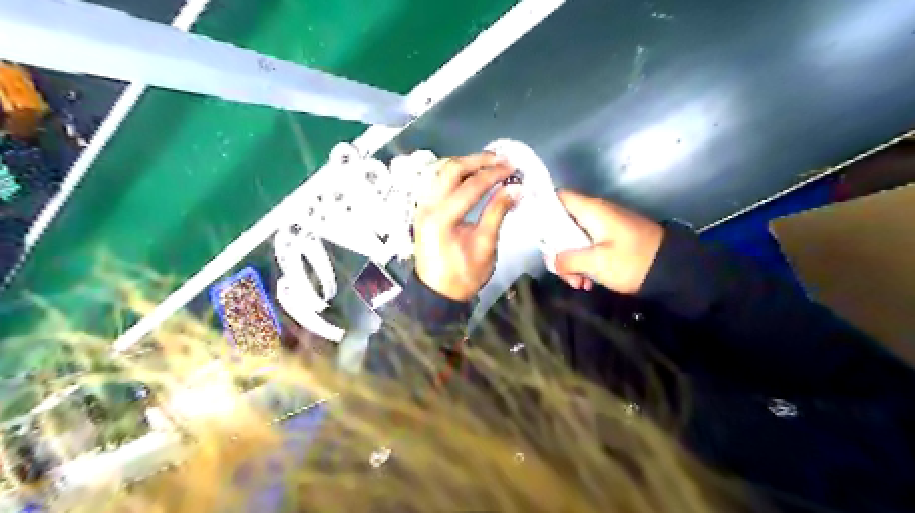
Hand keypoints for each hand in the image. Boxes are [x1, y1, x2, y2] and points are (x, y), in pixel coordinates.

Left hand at [415, 154, 520, 301]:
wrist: (437, 293)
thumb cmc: (463, 275)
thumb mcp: (485, 246)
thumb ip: (497, 213)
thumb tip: (516, 188)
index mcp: (442, 218)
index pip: (470, 186)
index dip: (494, 174)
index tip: (513, 168)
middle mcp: (427, 206)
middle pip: (450, 169)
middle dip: (477, 160)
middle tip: (500, 159)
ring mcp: (422, 206)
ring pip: (441, 172)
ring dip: (465, 164)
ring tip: (489, 164)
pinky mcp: (423, 209)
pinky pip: (437, 181)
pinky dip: (455, 173)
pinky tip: (471, 175)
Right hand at [550, 188, 666, 293]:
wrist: (674, 270)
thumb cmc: (633, 261)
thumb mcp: (597, 263)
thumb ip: (569, 259)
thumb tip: (554, 261)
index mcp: (591, 211)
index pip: (558, 197)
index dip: (542, 210)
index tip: (536, 233)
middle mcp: (595, 214)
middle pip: (562, 224)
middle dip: (558, 249)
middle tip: (562, 271)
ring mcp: (604, 227)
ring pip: (574, 239)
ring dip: (571, 260)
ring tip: (579, 283)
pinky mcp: (612, 239)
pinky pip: (588, 246)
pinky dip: (584, 262)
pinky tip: (588, 282)